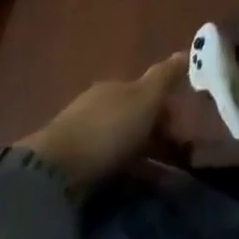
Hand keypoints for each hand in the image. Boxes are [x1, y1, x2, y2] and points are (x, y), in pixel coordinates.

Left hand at [16, 53, 187, 190]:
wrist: (53, 173)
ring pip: (121, 143)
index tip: (184, 131)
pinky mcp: (69, 167)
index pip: (147, 93)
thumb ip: (166, 76)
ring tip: (163, 180)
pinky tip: (134, 187)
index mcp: (115, 86)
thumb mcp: (145, 97)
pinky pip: (107, 166)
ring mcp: (81, 136)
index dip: (168, 110)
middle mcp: (97, 106)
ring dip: (143, 157)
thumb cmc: (108, 128)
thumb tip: (185, 51)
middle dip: (156, 135)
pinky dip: (125, 173)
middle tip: (177, 157)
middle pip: (134, 118)